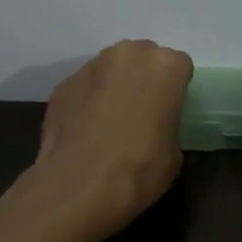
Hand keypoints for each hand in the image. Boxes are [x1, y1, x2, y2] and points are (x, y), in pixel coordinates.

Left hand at [32, 39, 193, 241]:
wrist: (78, 186)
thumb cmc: (139, 169)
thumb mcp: (174, 152)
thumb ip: (168, 123)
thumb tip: (154, 126)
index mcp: (164, 66)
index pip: (179, 66)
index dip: (175, 89)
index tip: (170, 110)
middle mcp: (127, 55)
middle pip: (143, 58)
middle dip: (144, 78)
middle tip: (142, 110)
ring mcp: (91, 66)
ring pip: (111, 68)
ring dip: (114, 85)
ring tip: (110, 120)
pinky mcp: (63, 83)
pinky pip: (84, 86)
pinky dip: (87, 100)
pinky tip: (85, 129)